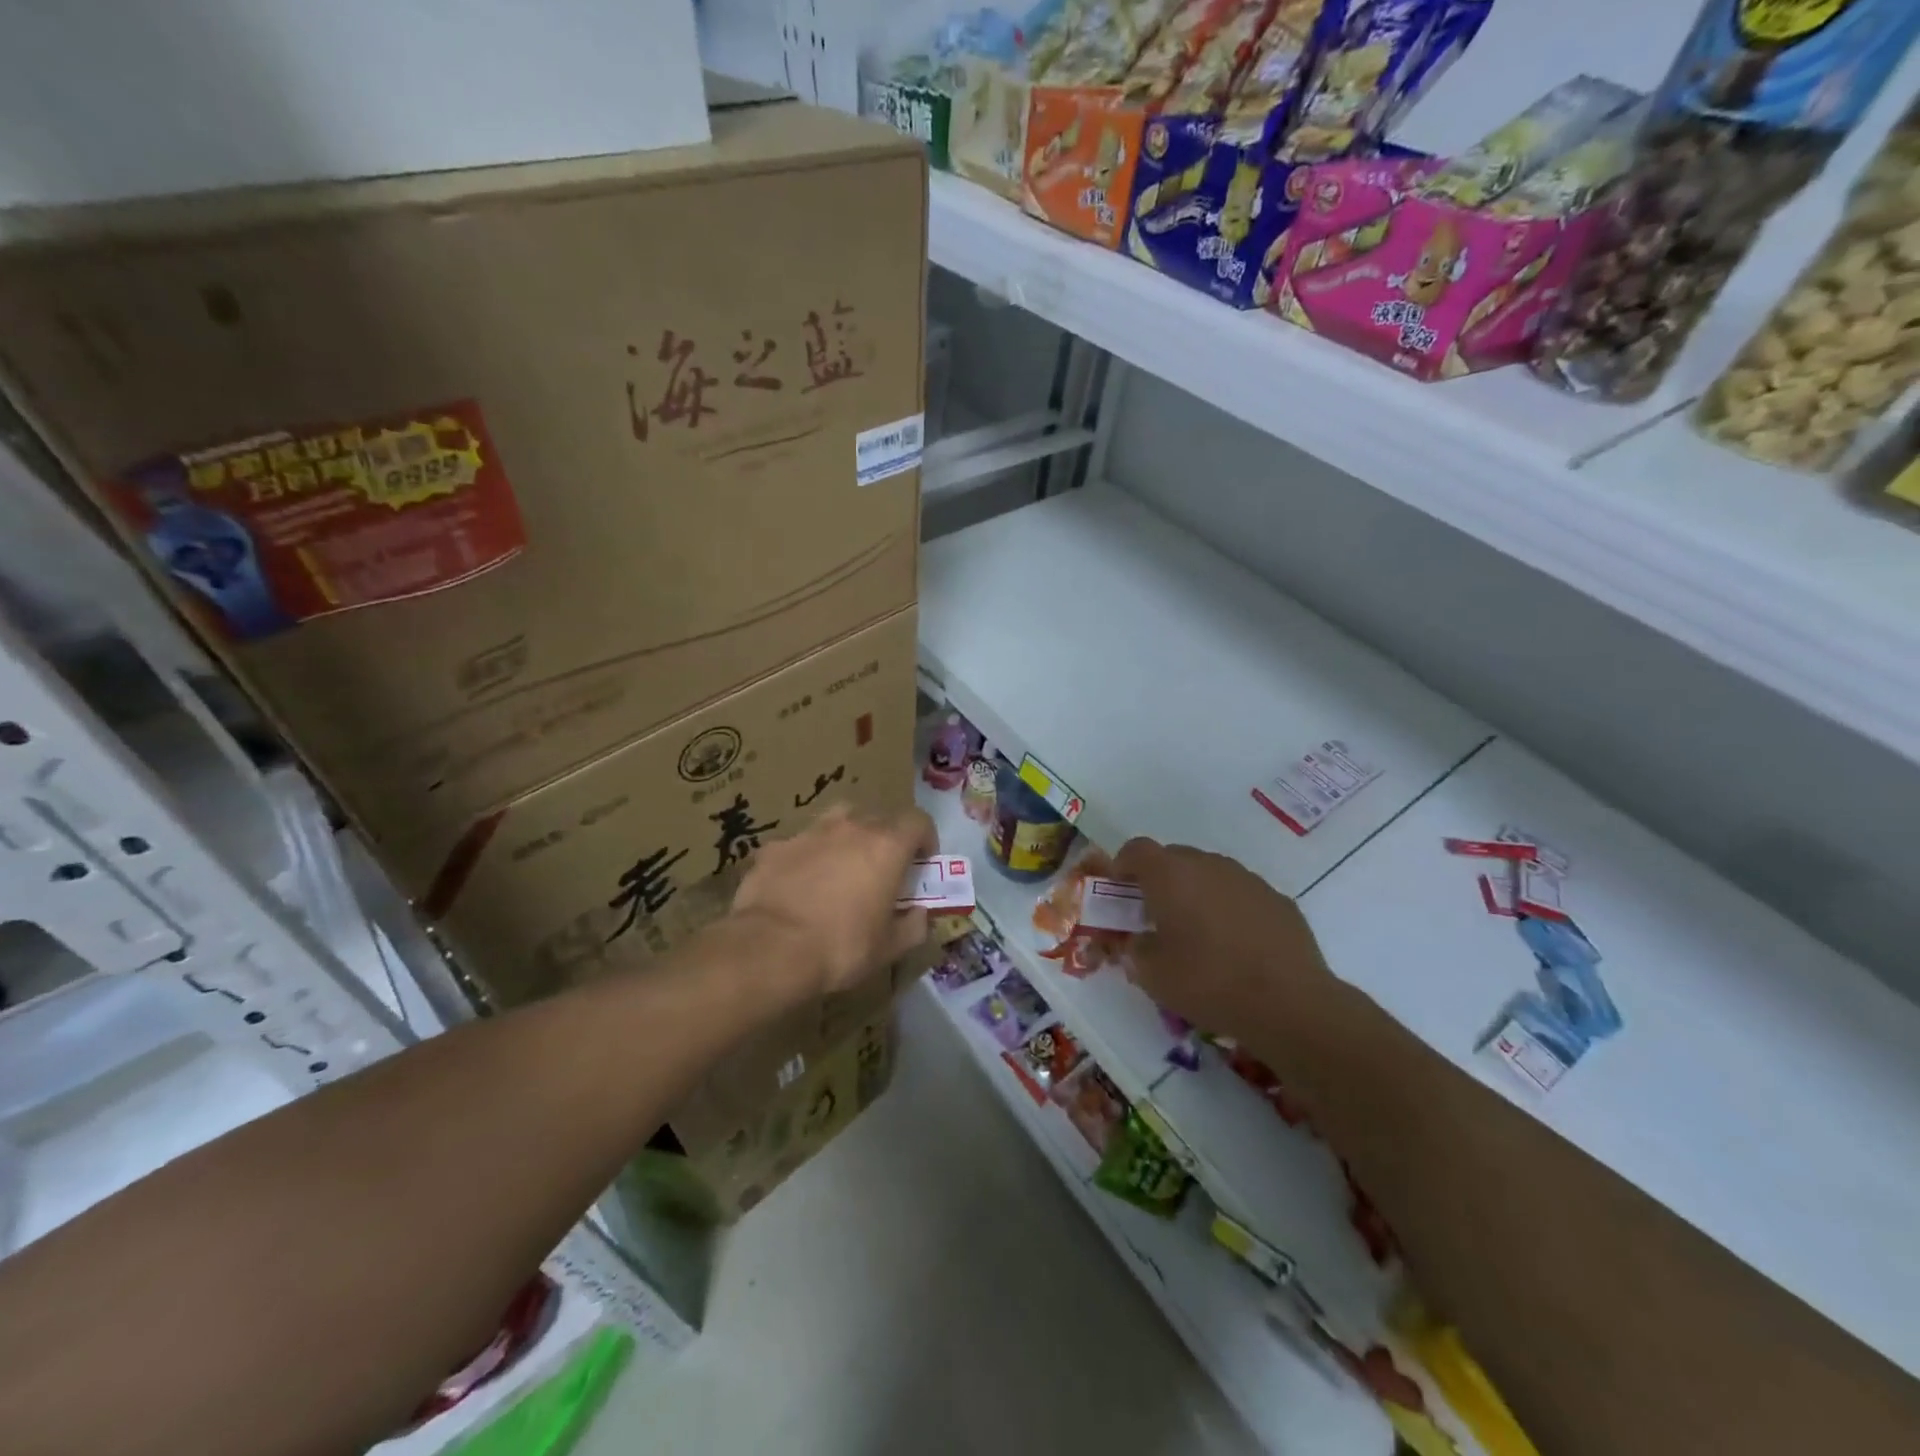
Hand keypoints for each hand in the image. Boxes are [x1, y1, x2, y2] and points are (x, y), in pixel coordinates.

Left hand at [729, 804, 936, 997]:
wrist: (771, 949)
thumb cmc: (841, 947)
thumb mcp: (889, 947)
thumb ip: (913, 926)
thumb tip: (919, 914)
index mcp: (887, 846)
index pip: (918, 821)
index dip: (925, 839)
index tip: (922, 862)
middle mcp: (851, 827)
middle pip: (879, 818)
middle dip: (886, 839)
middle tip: (882, 870)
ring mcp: (810, 832)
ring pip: (838, 820)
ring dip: (847, 837)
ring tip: (841, 866)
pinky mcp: (776, 846)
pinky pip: (801, 843)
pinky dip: (808, 857)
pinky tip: (800, 884)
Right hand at [1114, 837, 1332, 1041]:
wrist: (1290, 1004)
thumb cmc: (1209, 982)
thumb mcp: (1152, 974)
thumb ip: (1134, 948)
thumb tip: (1138, 940)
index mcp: (1170, 875)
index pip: (1136, 849)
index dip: (1122, 866)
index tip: (1119, 893)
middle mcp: (1208, 864)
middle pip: (1173, 858)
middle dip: (1159, 881)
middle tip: (1156, 917)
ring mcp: (1247, 878)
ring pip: (1209, 874)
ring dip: (1196, 893)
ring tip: (1198, 934)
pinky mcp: (1277, 899)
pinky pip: (1240, 893)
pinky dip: (1229, 908)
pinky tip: (1236, 945)